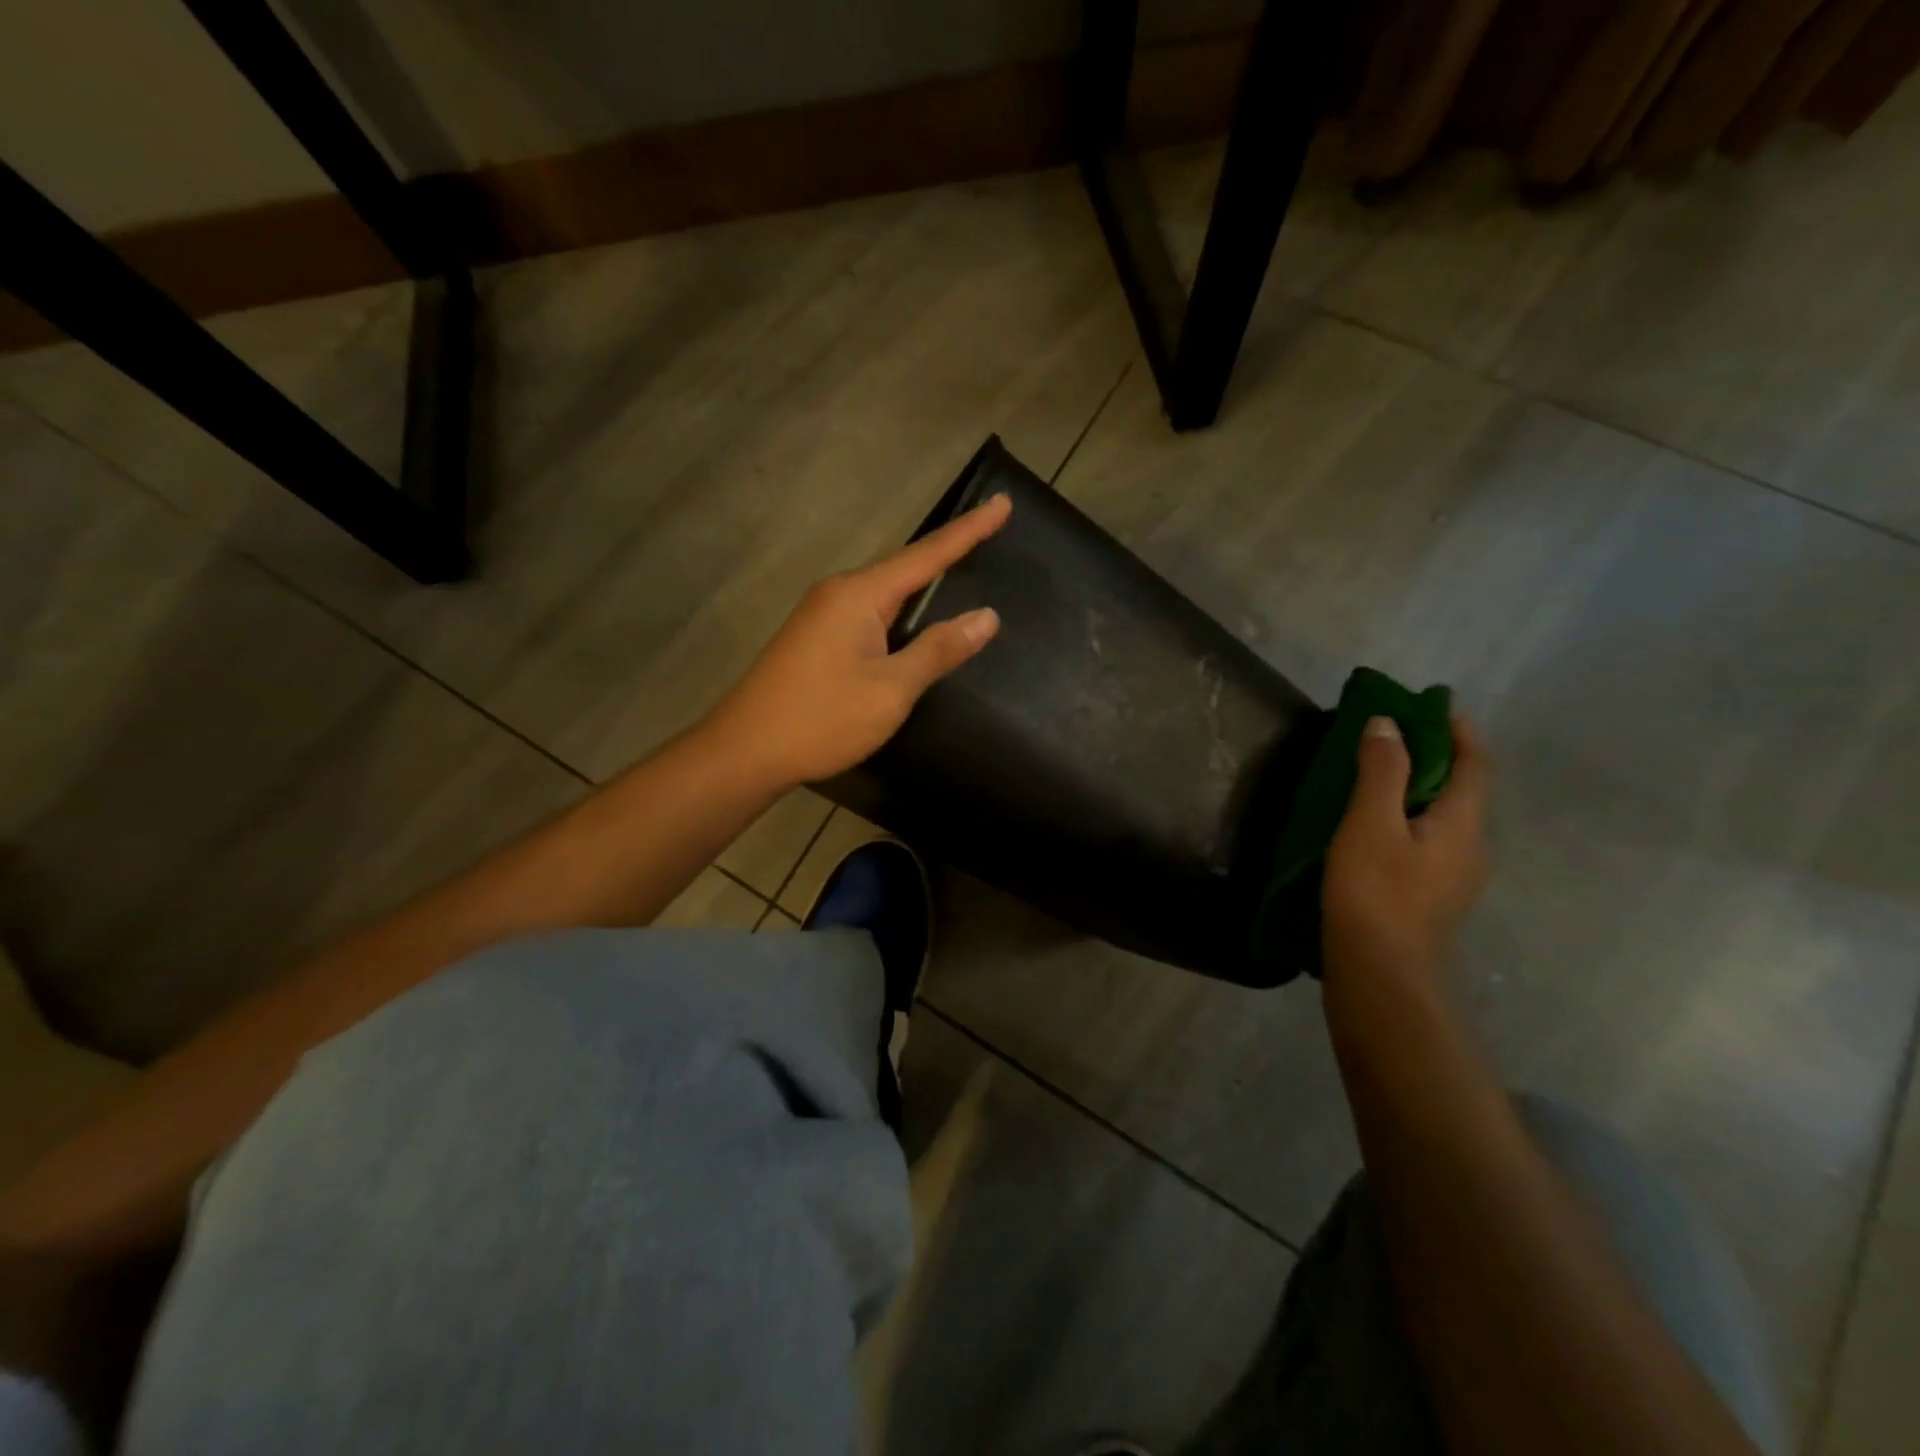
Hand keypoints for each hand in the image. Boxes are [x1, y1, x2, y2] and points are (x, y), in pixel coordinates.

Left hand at [704, 494, 1011, 788]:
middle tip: (991, 531)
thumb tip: (986, 616)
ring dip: (923, 585)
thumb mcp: (891, 690)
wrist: (745, 751)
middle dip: (948, 552)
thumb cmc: (822, 719)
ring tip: (963, 571)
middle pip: (904, 567)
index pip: (926, 554)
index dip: (969, 531)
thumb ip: (938, 650)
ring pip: (885, 593)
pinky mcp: (815, 638)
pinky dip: (900, 612)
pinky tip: (914, 623)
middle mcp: (838, 593)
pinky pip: (869, 613)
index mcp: (859, 595)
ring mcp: (822, 615)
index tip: (1002, 503)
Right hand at [1322, 713, 1488, 982]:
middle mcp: (1471, 847)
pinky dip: (1408, 817)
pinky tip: (1375, 828)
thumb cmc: (1375, 891)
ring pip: (1444, 817)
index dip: (1458, 731)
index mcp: (1464, 823)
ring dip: (1419, 789)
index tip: (1432, 706)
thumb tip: (1388, 723)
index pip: (1474, 764)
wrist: (1380, 972)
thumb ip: (1382, 770)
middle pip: (1462, 789)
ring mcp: (1455, 877)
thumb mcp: (1371, 822)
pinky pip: (1428, 840)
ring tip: (1377, 776)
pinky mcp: (1432, 896)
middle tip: (1392, 737)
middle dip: (1435, 757)